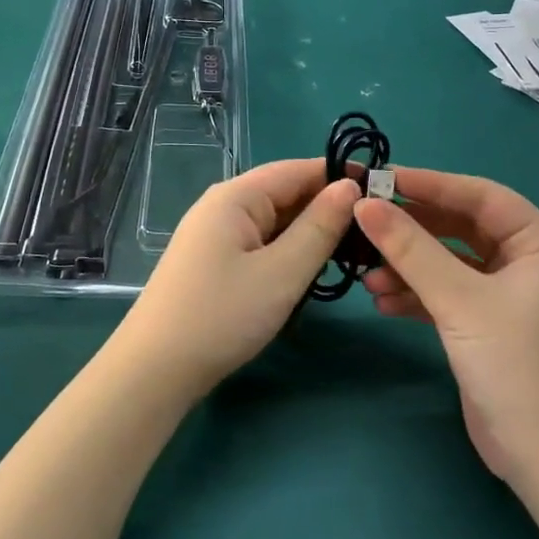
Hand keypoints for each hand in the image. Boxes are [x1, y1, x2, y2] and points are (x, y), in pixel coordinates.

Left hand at [113, 160, 360, 398]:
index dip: (339, 175)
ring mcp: (216, 233)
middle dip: (328, 205)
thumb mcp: (282, 272)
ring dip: (311, 231)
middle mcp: (224, 205)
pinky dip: (290, 249)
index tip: (383, 189)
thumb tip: (349, 187)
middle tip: (377, 228)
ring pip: (275, 220)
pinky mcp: (214, 260)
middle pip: (285, 192)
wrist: (155, 369)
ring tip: (355, 249)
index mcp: (237, 196)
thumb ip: (319, 227)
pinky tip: (314, 267)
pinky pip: (261, 241)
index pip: (297, 169)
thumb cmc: (222, 315)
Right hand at [353, 169, 538, 483]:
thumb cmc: (516, 365)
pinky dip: (416, 295)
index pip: (480, 196)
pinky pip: (446, 295)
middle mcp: (527, 263)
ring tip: (367, 275)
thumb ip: (410, 249)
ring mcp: (507, 297)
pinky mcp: (487, 327)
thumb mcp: (459, 300)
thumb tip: (364, 205)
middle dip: (413, 229)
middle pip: (460, 228)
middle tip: (366, 221)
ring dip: (409, 266)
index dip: (431, 184)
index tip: (382, 179)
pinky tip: (383, 302)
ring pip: (449, 263)